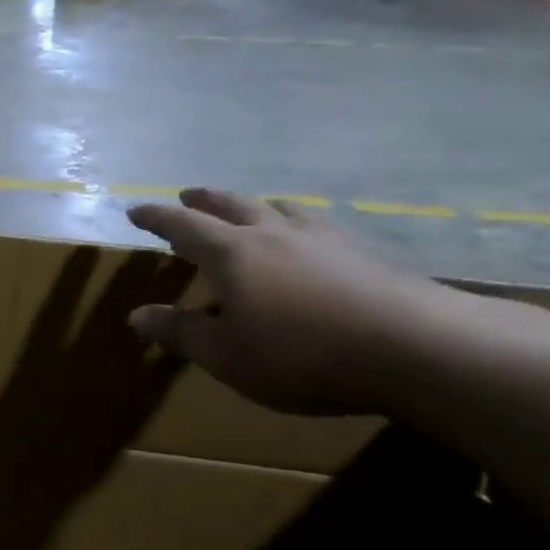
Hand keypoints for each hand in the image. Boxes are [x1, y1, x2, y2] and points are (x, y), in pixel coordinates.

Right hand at [126, 188, 455, 414]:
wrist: (413, 346)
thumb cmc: (300, 354)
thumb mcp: (226, 354)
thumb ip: (179, 332)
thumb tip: (136, 316)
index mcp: (232, 254)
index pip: (183, 227)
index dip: (157, 219)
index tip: (135, 211)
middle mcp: (272, 233)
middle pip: (231, 205)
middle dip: (203, 200)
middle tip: (186, 195)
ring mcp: (320, 237)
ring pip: (276, 208)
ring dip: (251, 205)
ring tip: (245, 209)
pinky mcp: (359, 250)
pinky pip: (312, 223)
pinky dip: (292, 221)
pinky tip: (305, 237)